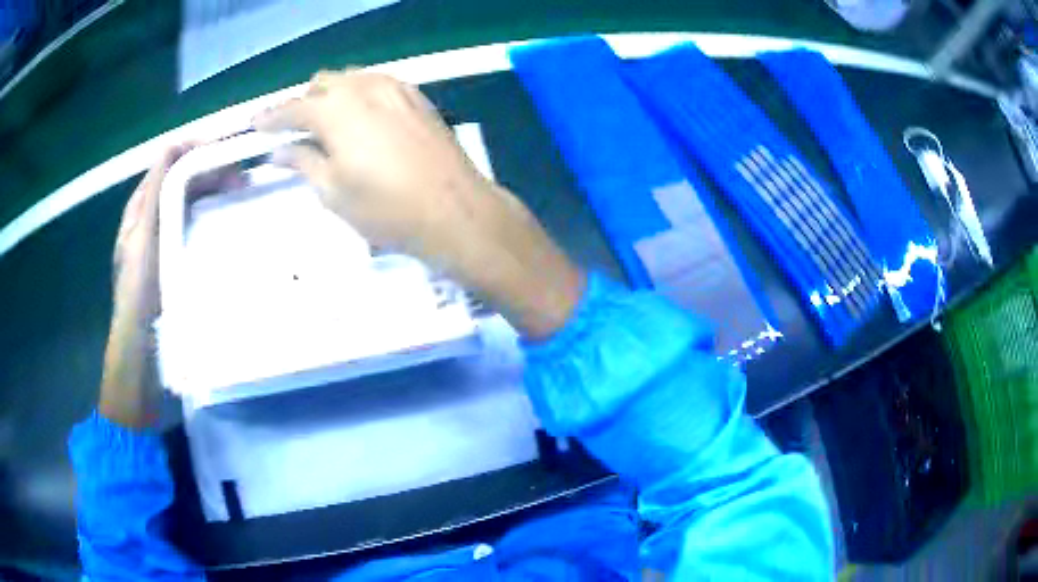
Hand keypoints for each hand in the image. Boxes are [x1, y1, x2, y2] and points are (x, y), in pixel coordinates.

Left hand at [102, 144, 243, 426]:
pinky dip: (212, 210)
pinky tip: (228, 214)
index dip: (194, 148)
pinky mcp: (176, 253)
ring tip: (241, 189)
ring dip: (213, 188)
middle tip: (242, 174)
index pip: (168, 162)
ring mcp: (164, 234)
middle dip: (210, 168)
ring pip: (190, 197)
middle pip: (182, 178)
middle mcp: (152, 214)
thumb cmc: (139, 291)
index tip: (227, 146)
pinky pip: (195, 220)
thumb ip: (155, 192)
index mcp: (140, 206)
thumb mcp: (143, 238)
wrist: (142, 346)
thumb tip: (174, 145)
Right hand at [255, 70, 583, 338]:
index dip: (272, 118)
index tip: (256, 126)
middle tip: (296, 131)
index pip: (293, 108)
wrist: (455, 209)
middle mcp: (364, 88)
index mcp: (336, 111)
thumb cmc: (387, 209)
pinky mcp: (418, 97)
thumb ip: (303, 163)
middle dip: (304, 103)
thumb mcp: (334, 192)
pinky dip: (362, 95)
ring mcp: (396, 88)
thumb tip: (280, 151)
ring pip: (353, 78)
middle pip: (323, 83)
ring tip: (329, 126)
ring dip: (333, 95)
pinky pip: (380, 84)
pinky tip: (363, 119)